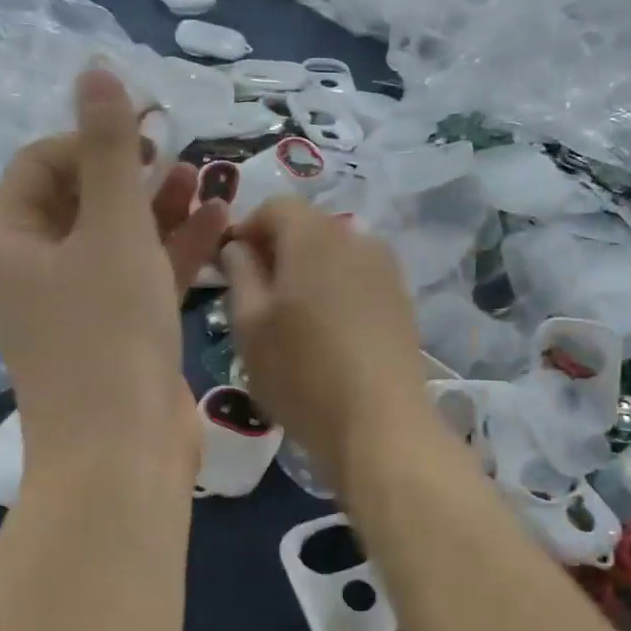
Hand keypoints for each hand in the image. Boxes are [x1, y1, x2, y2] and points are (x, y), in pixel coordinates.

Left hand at [0, 68, 225, 481]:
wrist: (123, 450)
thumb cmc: (108, 331)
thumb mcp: (112, 229)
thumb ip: (108, 149)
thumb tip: (96, 70)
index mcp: (10, 241)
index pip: (42, 163)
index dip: (94, 140)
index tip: (149, 137)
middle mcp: (34, 271)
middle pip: (83, 199)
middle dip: (136, 175)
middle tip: (185, 157)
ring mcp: (77, 307)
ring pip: (119, 239)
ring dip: (162, 210)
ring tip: (211, 182)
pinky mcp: (117, 334)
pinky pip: (142, 277)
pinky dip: (173, 251)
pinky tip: (218, 223)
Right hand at [221, 197, 431, 491]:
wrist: (380, 424)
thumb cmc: (301, 373)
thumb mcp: (250, 325)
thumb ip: (240, 273)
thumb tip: (238, 246)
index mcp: (313, 235)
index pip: (274, 206)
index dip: (246, 229)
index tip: (229, 267)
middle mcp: (356, 238)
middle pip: (308, 226)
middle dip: (277, 249)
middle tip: (255, 296)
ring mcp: (386, 269)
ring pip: (335, 253)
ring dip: (308, 271)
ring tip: (292, 318)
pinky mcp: (401, 300)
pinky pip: (358, 278)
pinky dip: (336, 290)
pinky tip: (327, 332)